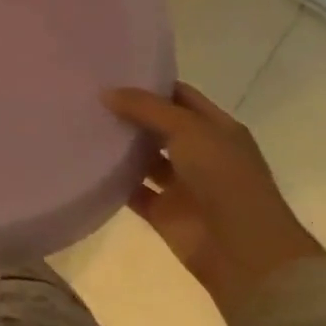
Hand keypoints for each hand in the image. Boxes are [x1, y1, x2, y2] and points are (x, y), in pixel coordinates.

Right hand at [106, 83, 325, 322]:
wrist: (245, 254)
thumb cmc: (225, 180)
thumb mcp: (189, 130)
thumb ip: (146, 108)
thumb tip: (105, 93)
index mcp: (216, 130)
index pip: (179, 96)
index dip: (150, 83)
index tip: (111, 70)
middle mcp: (200, 154)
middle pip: (158, 125)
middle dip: (128, 111)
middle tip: (87, 93)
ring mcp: (182, 185)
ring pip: (143, 157)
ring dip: (119, 144)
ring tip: (80, 121)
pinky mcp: (163, 213)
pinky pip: (132, 189)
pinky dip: (113, 179)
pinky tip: (84, 160)